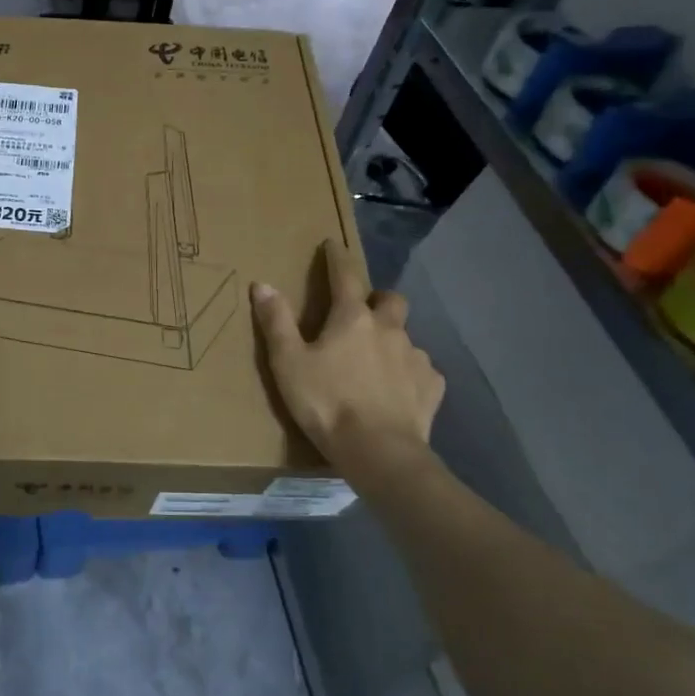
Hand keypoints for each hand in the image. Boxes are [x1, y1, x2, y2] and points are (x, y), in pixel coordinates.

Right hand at [251, 239, 444, 491]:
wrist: (378, 451)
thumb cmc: (326, 402)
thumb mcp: (287, 362)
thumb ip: (276, 321)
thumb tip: (262, 284)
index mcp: (352, 318)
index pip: (344, 276)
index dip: (337, 258)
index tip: (333, 244)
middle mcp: (389, 329)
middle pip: (390, 300)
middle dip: (377, 298)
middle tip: (362, 312)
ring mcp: (415, 357)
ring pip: (405, 336)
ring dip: (391, 340)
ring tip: (375, 362)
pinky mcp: (431, 387)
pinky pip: (422, 370)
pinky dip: (408, 372)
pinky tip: (397, 390)